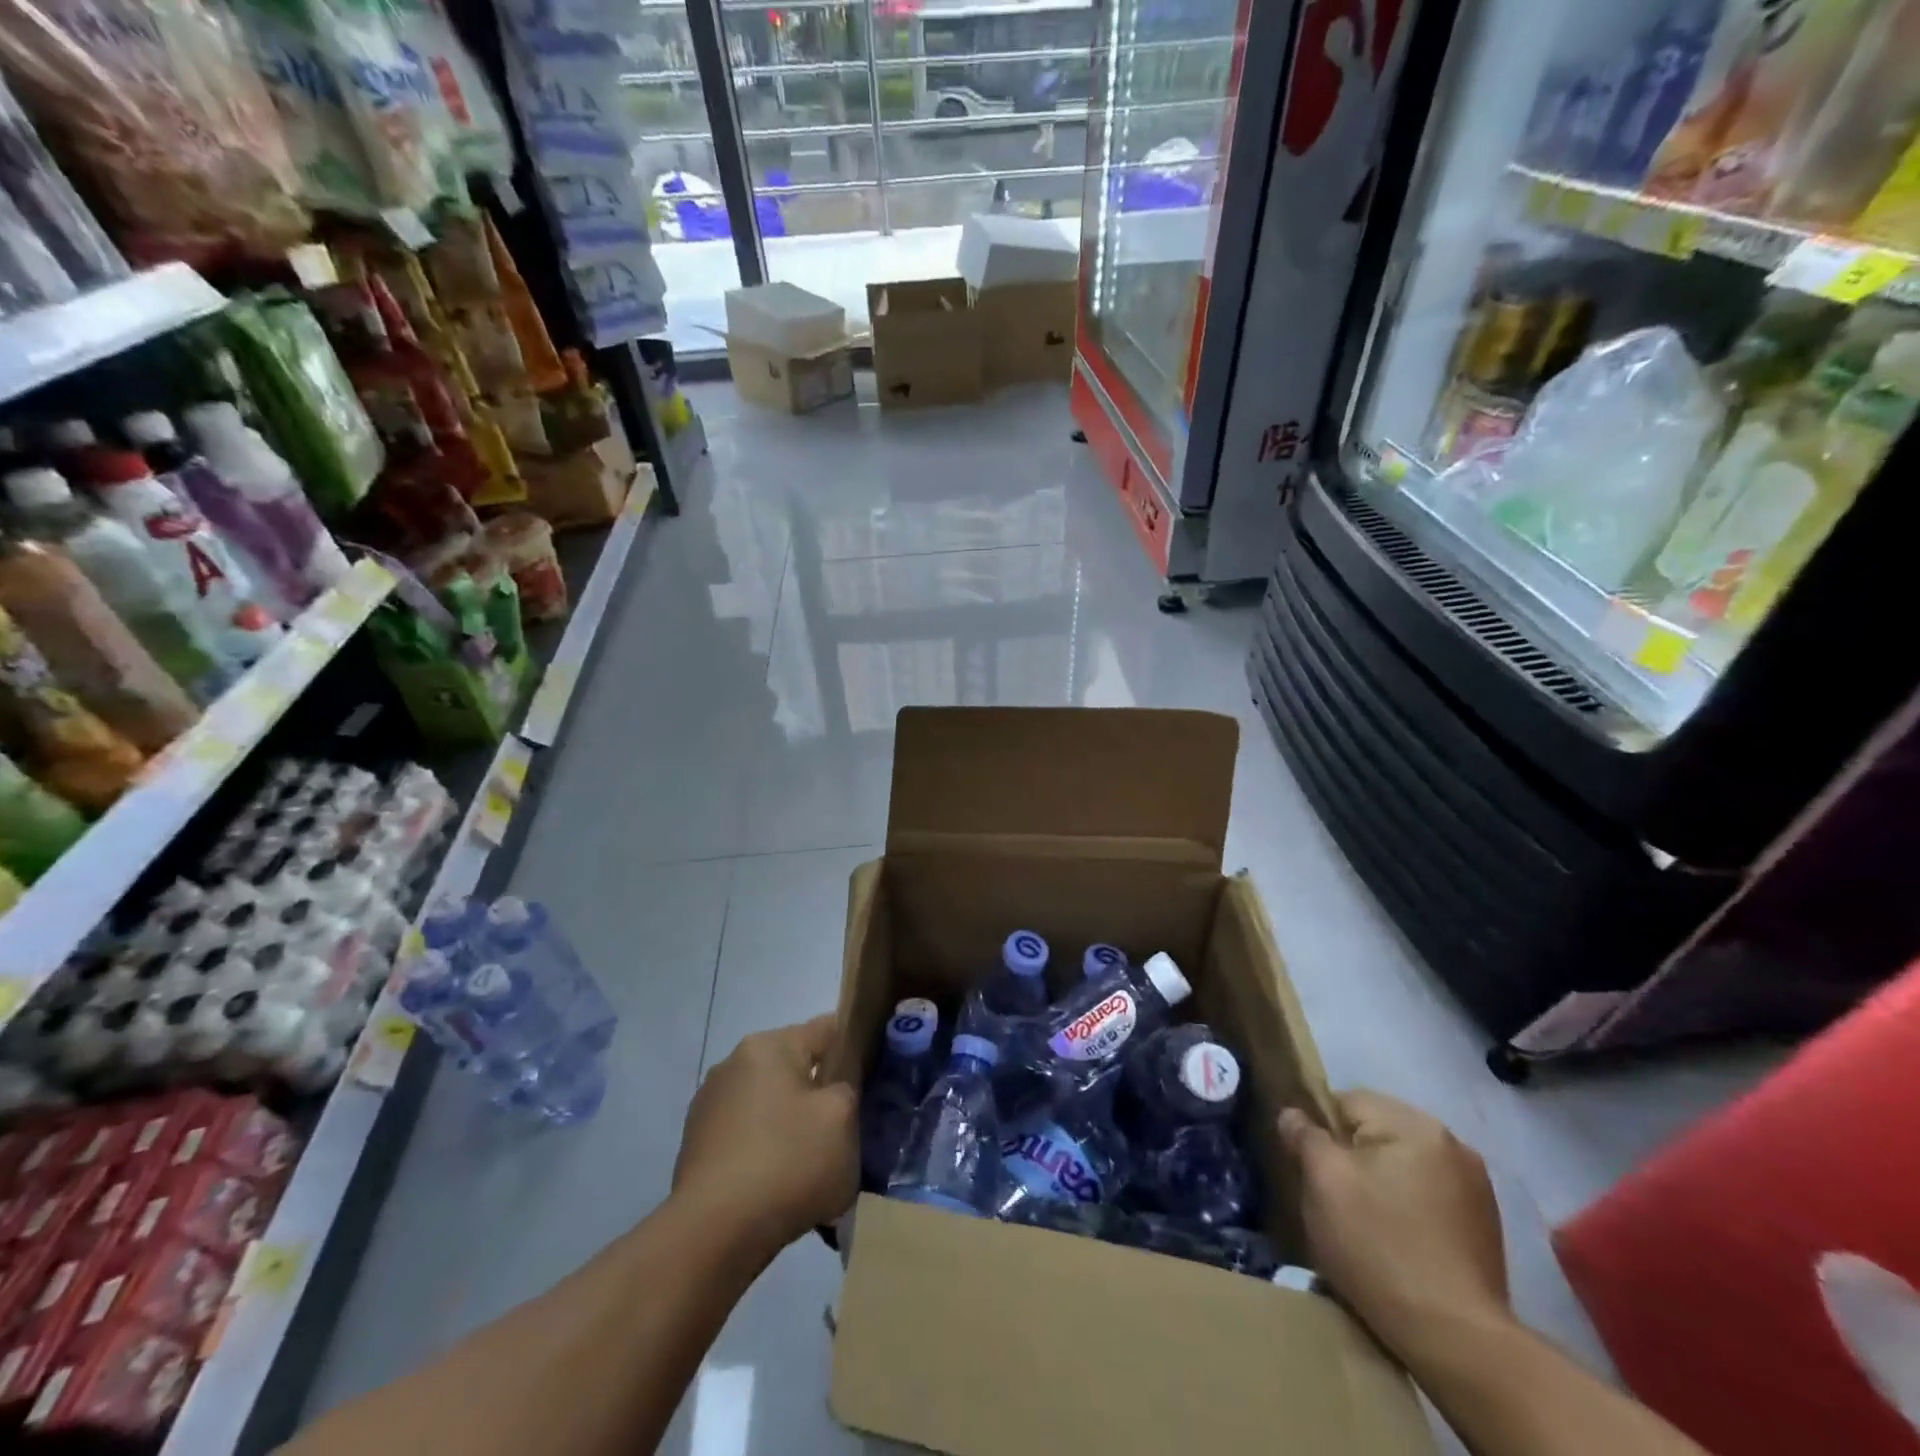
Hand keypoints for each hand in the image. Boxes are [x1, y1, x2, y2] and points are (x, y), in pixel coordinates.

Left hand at [673, 1015, 857, 1255]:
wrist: (712, 1235)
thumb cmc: (787, 1163)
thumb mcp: (843, 1119)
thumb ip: (846, 1090)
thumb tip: (831, 1093)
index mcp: (769, 1046)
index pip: (825, 1029)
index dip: (853, 1049)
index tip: (869, 1080)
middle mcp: (733, 1064)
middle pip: (794, 1067)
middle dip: (818, 1094)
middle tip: (841, 1131)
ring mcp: (709, 1106)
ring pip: (769, 1104)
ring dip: (790, 1125)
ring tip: (810, 1169)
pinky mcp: (696, 1147)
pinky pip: (746, 1137)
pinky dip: (765, 1153)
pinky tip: (777, 1188)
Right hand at [1279, 1091, 1509, 1357]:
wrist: (1456, 1340)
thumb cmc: (1379, 1246)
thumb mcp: (1324, 1182)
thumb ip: (1305, 1136)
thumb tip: (1293, 1114)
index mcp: (1414, 1124)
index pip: (1346, 1102)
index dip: (1320, 1132)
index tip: (1312, 1171)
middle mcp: (1452, 1143)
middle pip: (1377, 1132)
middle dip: (1352, 1158)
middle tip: (1335, 1201)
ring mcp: (1475, 1187)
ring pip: (1403, 1165)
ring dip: (1381, 1183)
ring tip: (1366, 1225)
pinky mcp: (1485, 1226)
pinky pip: (1428, 1196)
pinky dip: (1408, 1209)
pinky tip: (1399, 1243)